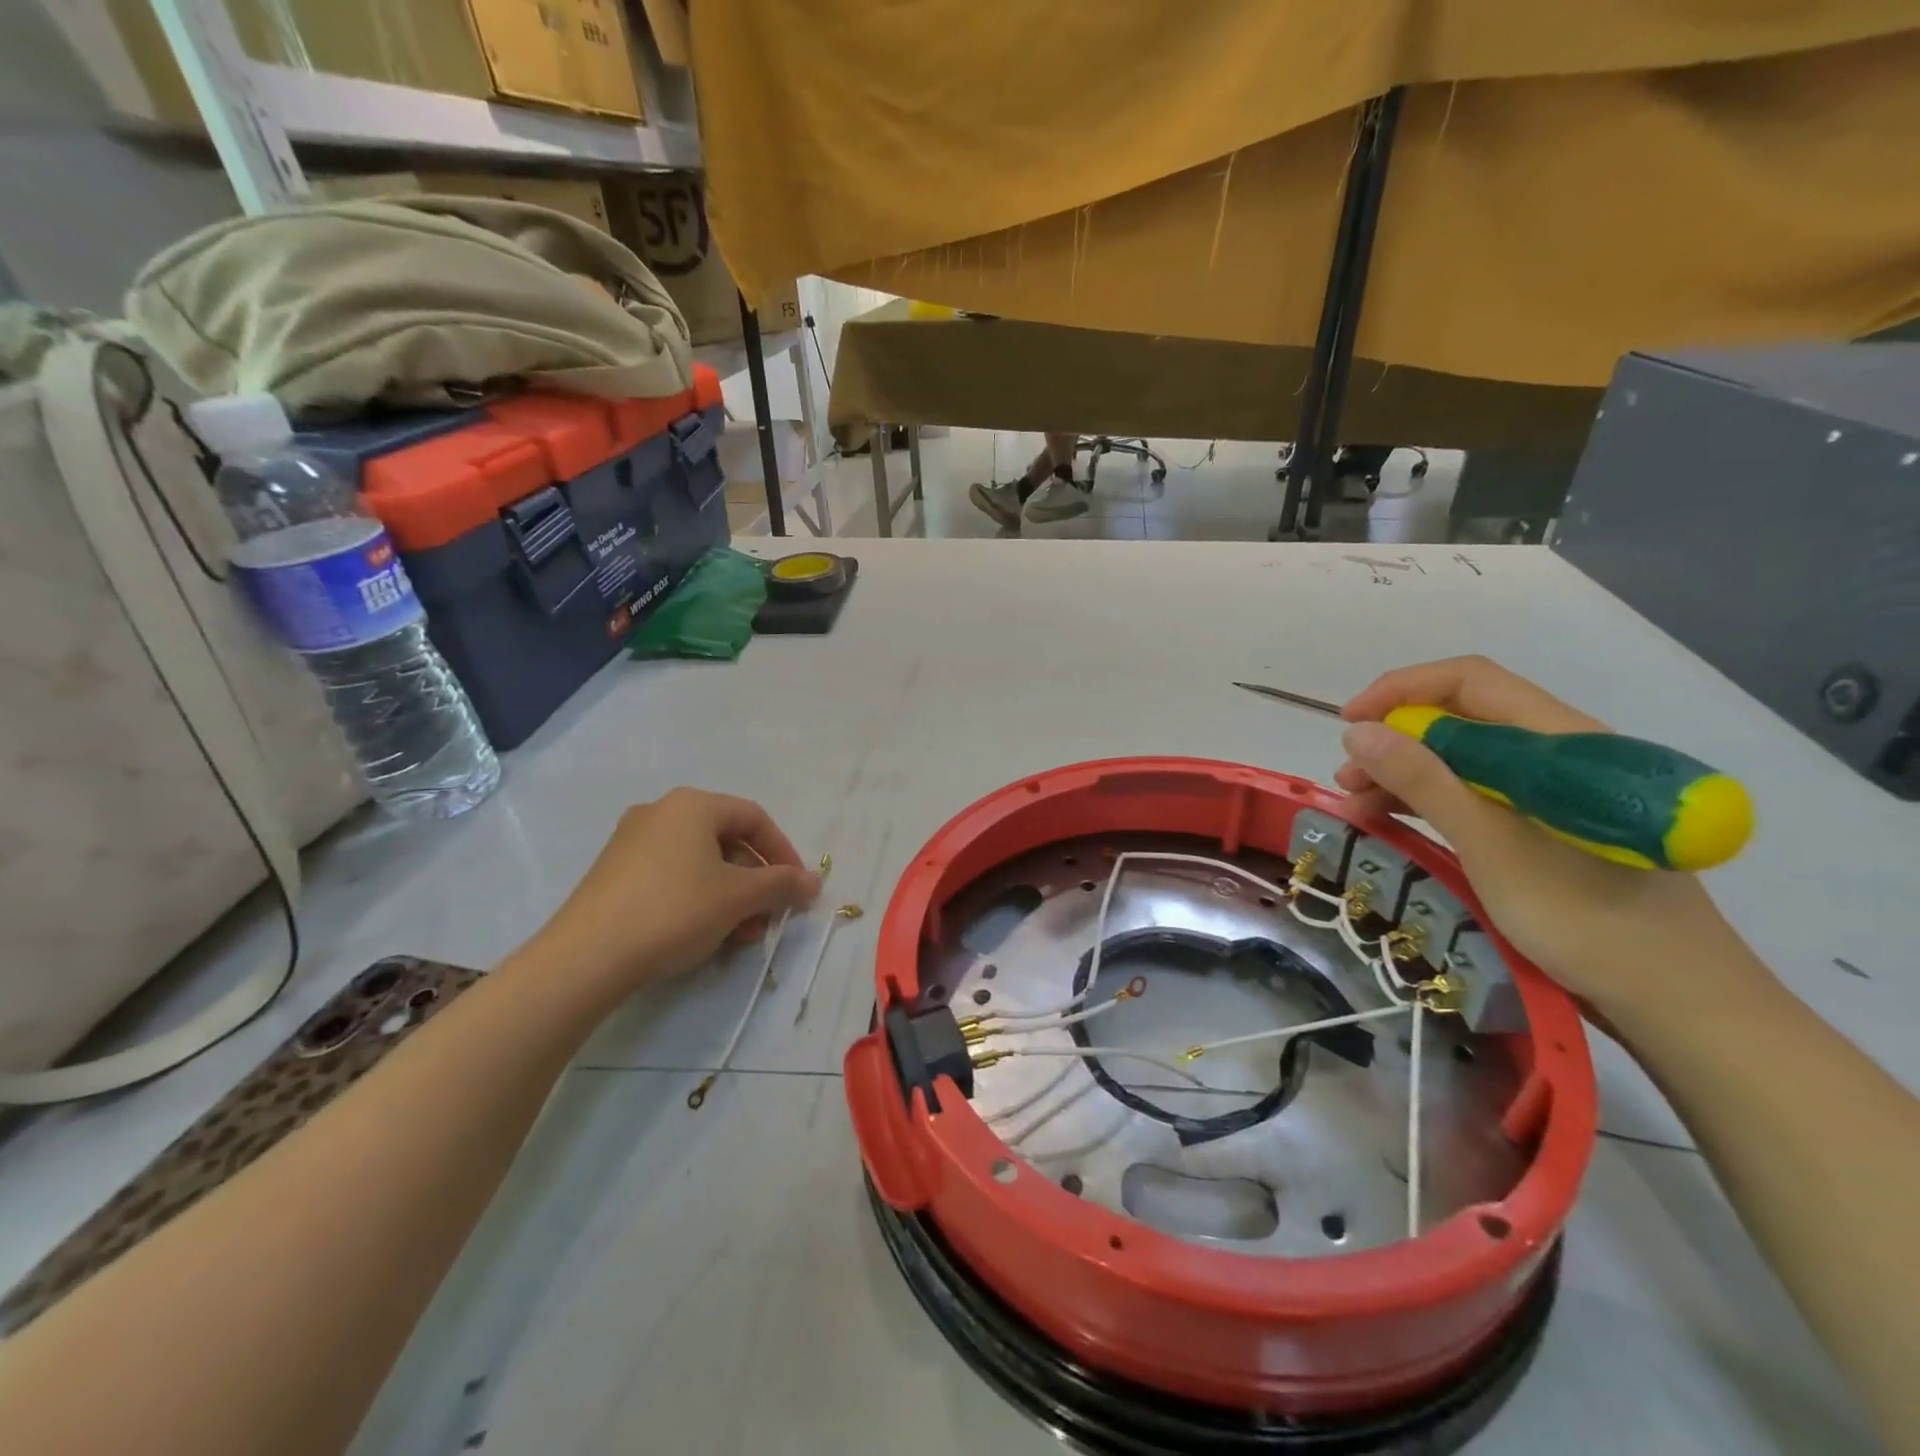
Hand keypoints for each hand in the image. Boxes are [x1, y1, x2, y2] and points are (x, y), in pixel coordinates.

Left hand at [522, 789, 819, 1006]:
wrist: (585, 956)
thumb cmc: (674, 910)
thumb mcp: (738, 897)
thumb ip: (782, 884)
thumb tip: (813, 881)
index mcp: (693, 805)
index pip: (754, 818)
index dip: (783, 852)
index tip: (797, 887)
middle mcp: (661, 812)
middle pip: (727, 840)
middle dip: (756, 881)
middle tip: (768, 916)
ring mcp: (631, 841)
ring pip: (700, 862)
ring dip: (730, 895)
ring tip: (741, 934)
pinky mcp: (613, 873)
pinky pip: (672, 876)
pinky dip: (698, 898)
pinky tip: (705, 934)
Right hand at [1334, 656, 1761, 1016]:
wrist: (1677, 1000)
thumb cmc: (1585, 917)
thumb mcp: (1489, 844)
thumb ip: (1423, 780)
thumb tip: (1357, 731)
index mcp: (1560, 740)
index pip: (1469, 681)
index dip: (1401, 690)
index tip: (1350, 722)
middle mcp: (1558, 754)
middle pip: (1462, 719)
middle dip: (1395, 740)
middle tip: (1349, 779)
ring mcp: (1553, 792)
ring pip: (1463, 759)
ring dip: (1405, 774)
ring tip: (1359, 806)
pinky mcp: (1545, 826)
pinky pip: (1475, 794)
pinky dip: (1429, 802)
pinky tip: (1393, 822)